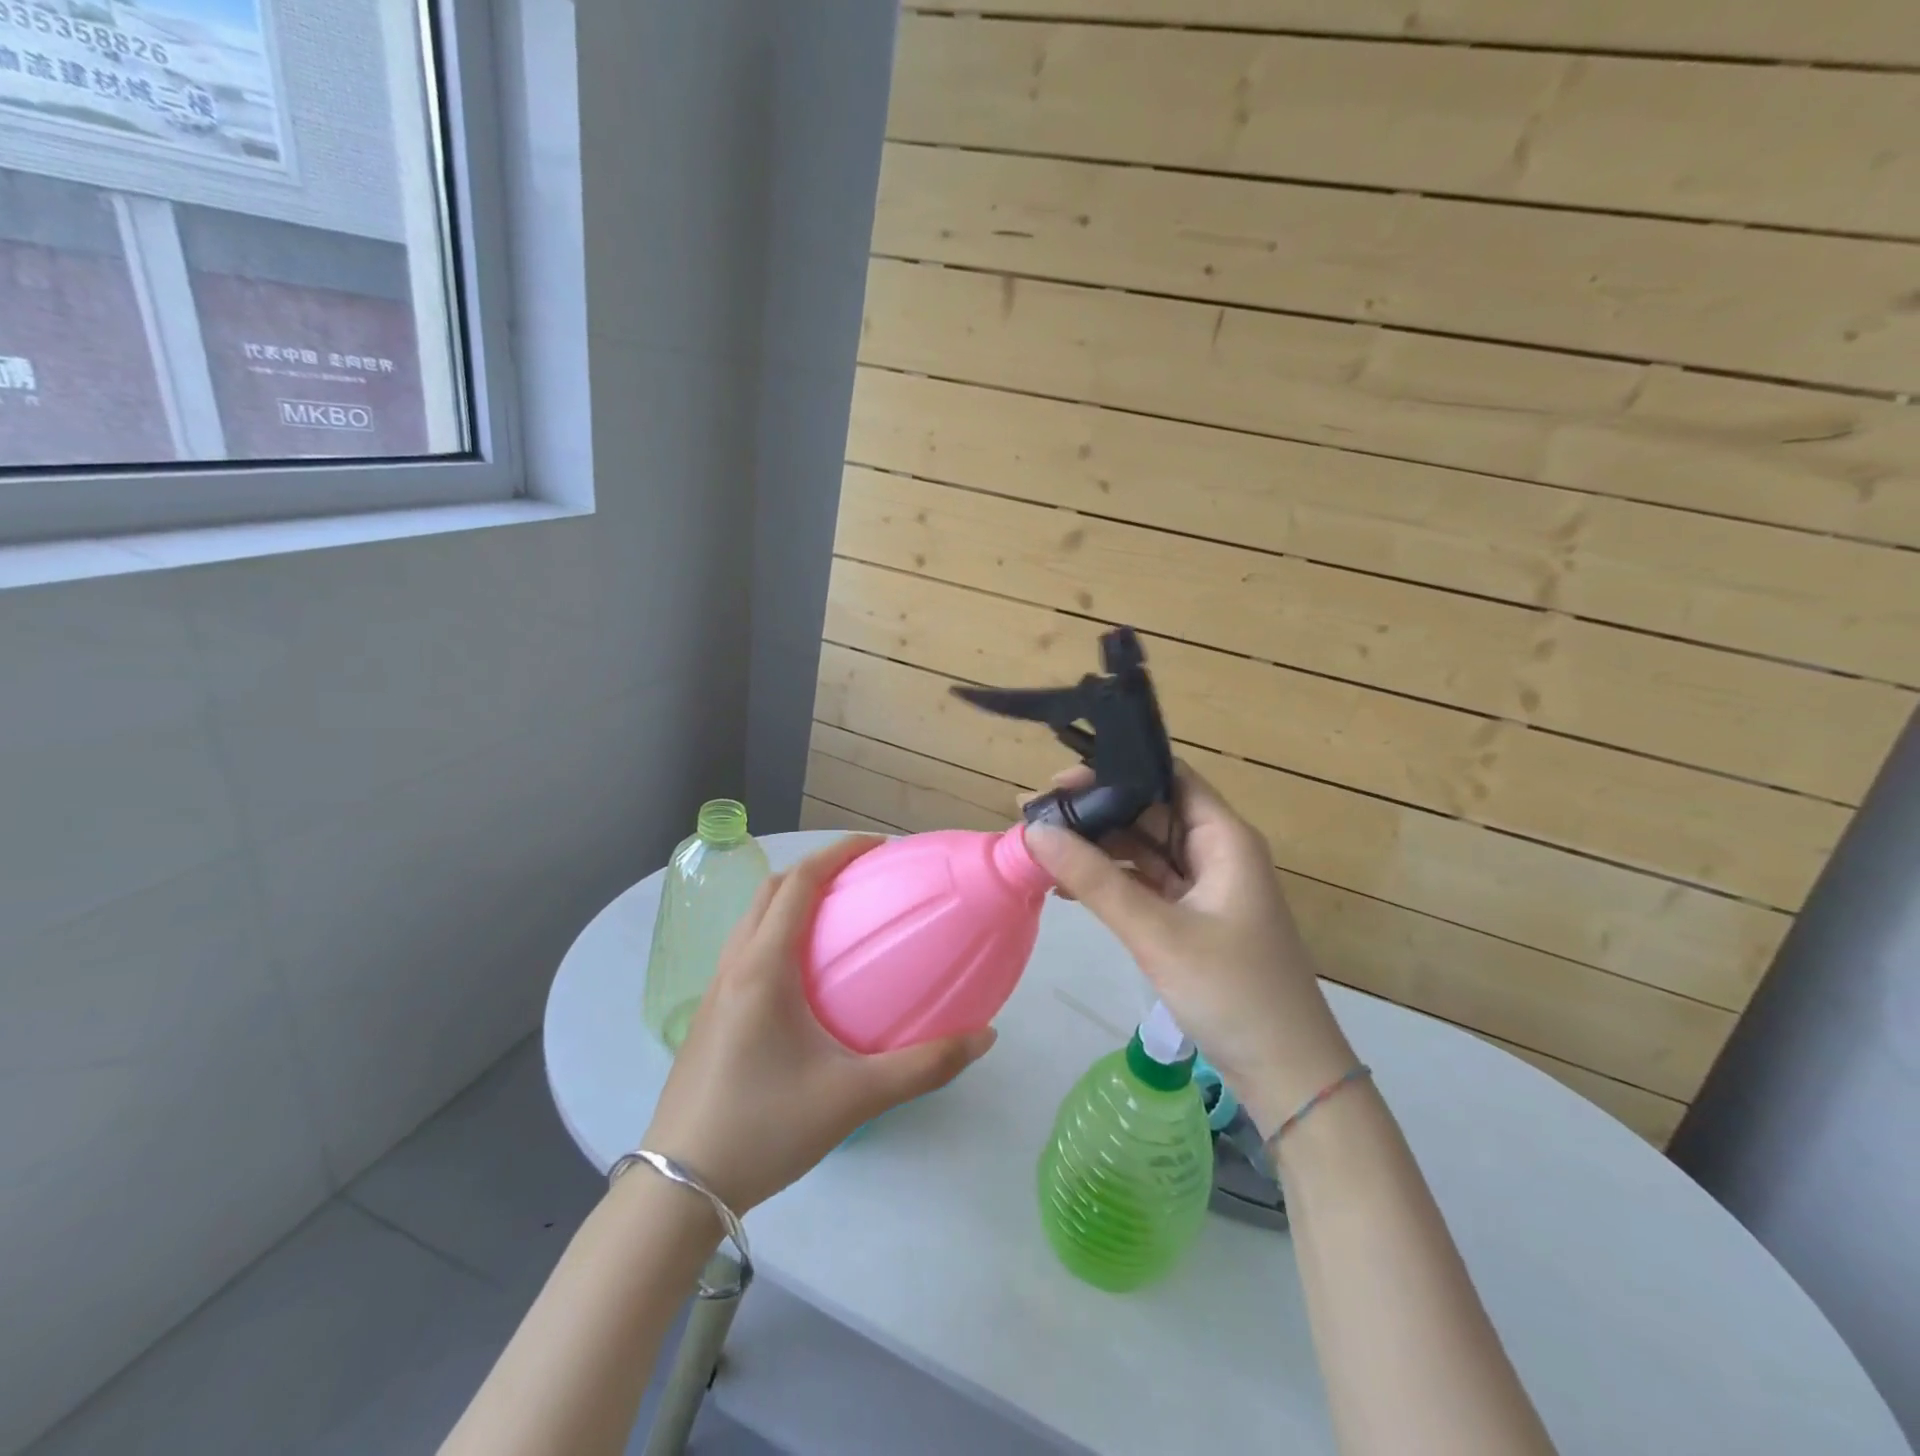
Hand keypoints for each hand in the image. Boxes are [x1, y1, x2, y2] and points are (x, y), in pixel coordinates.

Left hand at [643, 835, 996, 1212]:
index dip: (838, 853)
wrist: (679, 1189)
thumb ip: (923, 1066)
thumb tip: (984, 1036)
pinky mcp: (708, 1018)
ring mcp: (714, 992)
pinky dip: (775, 933)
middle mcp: (734, 966)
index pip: (799, 883)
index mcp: (764, 968)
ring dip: (790, 899)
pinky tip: (803, 975)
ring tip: (835, 915)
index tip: (878, 847)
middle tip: (861, 877)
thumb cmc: (766, 1128)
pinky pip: (744, 950)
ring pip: (752, 919)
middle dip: (815, 869)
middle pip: (770, 890)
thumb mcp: (854, 1097)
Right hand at [1023, 764, 1355, 1134]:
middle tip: (1035, 814)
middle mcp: (1215, 852)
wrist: (1288, 1076)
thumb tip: (1036, 832)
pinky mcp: (1192, 919)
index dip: (1116, 771)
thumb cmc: (1233, 992)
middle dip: (1095, 810)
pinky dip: (1110, 881)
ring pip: (1144, 849)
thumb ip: (1096, 880)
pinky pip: (1145, 884)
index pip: (1168, 777)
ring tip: (1041, 846)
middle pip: (1149, 811)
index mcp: (1224, 838)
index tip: (1060, 781)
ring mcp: (1204, 888)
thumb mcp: (1157, 933)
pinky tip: (1068, 885)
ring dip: (1098, 847)